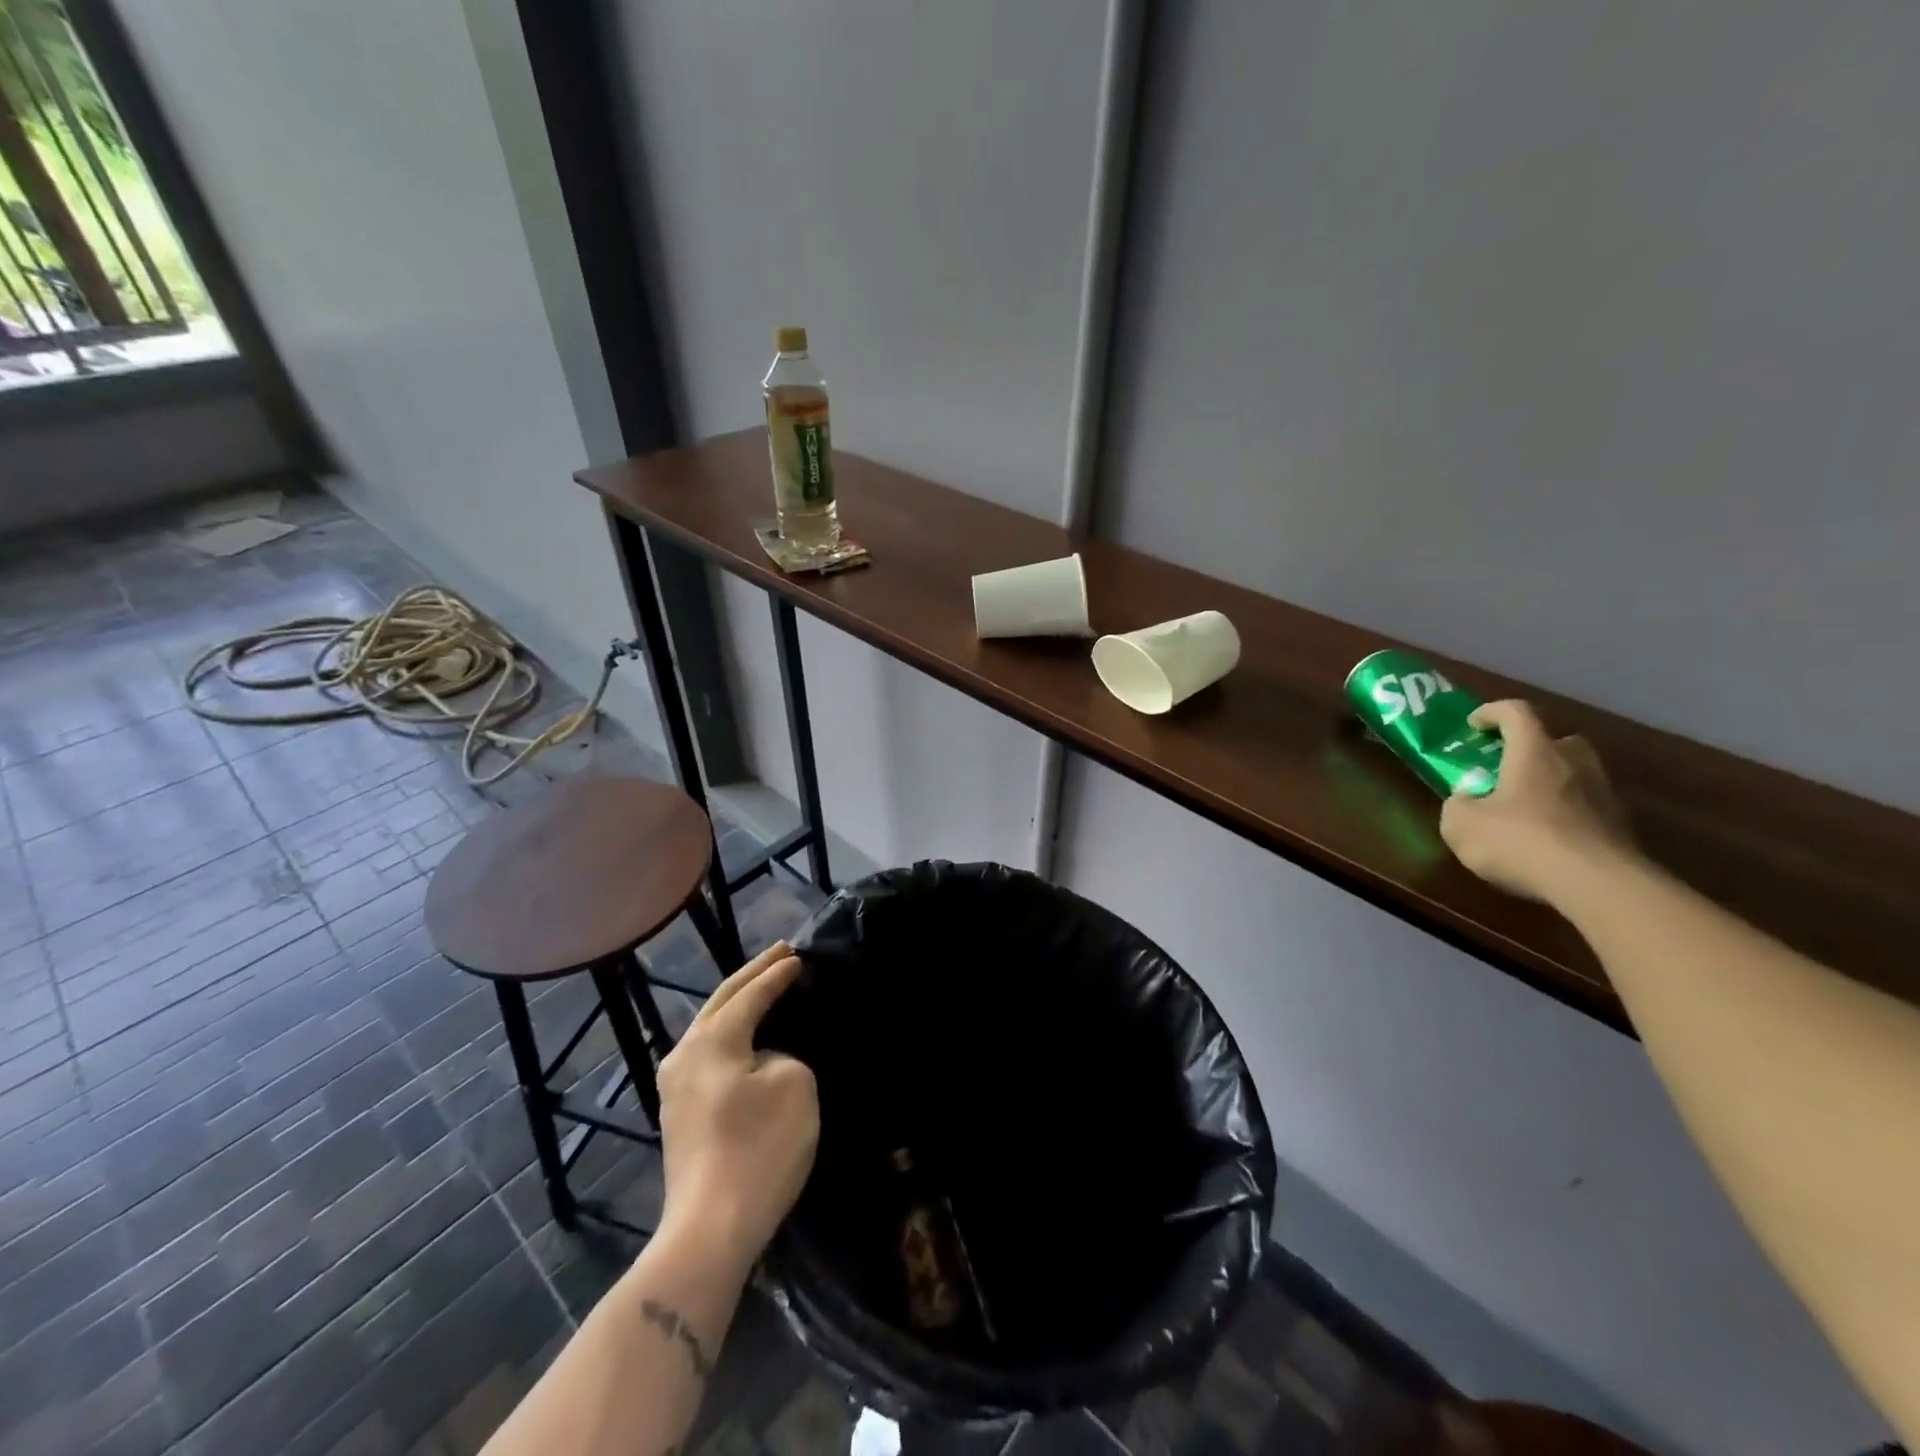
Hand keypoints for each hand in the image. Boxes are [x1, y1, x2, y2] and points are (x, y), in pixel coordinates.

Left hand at [657, 941, 818, 1268]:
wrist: (710, 1229)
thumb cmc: (758, 1148)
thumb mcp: (794, 1085)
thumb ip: (782, 1055)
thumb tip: (763, 1061)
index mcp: (711, 1039)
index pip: (750, 994)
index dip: (777, 973)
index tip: (800, 955)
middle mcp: (684, 1054)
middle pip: (721, 1001)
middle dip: (752, 975)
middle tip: (781, 953)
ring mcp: (675, 1087)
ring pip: (710, 1028)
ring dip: (738, 1004)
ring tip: (764, 987)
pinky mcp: (679, 1115)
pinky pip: (709, 1055)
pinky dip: (732, 1034)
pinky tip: (746, 1036)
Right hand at [1439, 700, 1638, 904]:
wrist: (1597, 885)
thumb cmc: (1520, 841)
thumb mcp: (1460, 824)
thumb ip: (1458, 805)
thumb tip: (1467, 800)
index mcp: (1534, 753)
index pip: (1517, 712)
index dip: (1492, 712)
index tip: (1474, 725)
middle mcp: (1574, 764)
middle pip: (1559, 740)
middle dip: (1534, 748)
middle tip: (1508, 767)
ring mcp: (1604, 796)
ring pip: (1577, 775)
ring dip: (1553, 783)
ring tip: (1525, 809)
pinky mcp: (1621, 828)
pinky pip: (1588, 809)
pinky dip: (1568, 816)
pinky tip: (1548, 841)